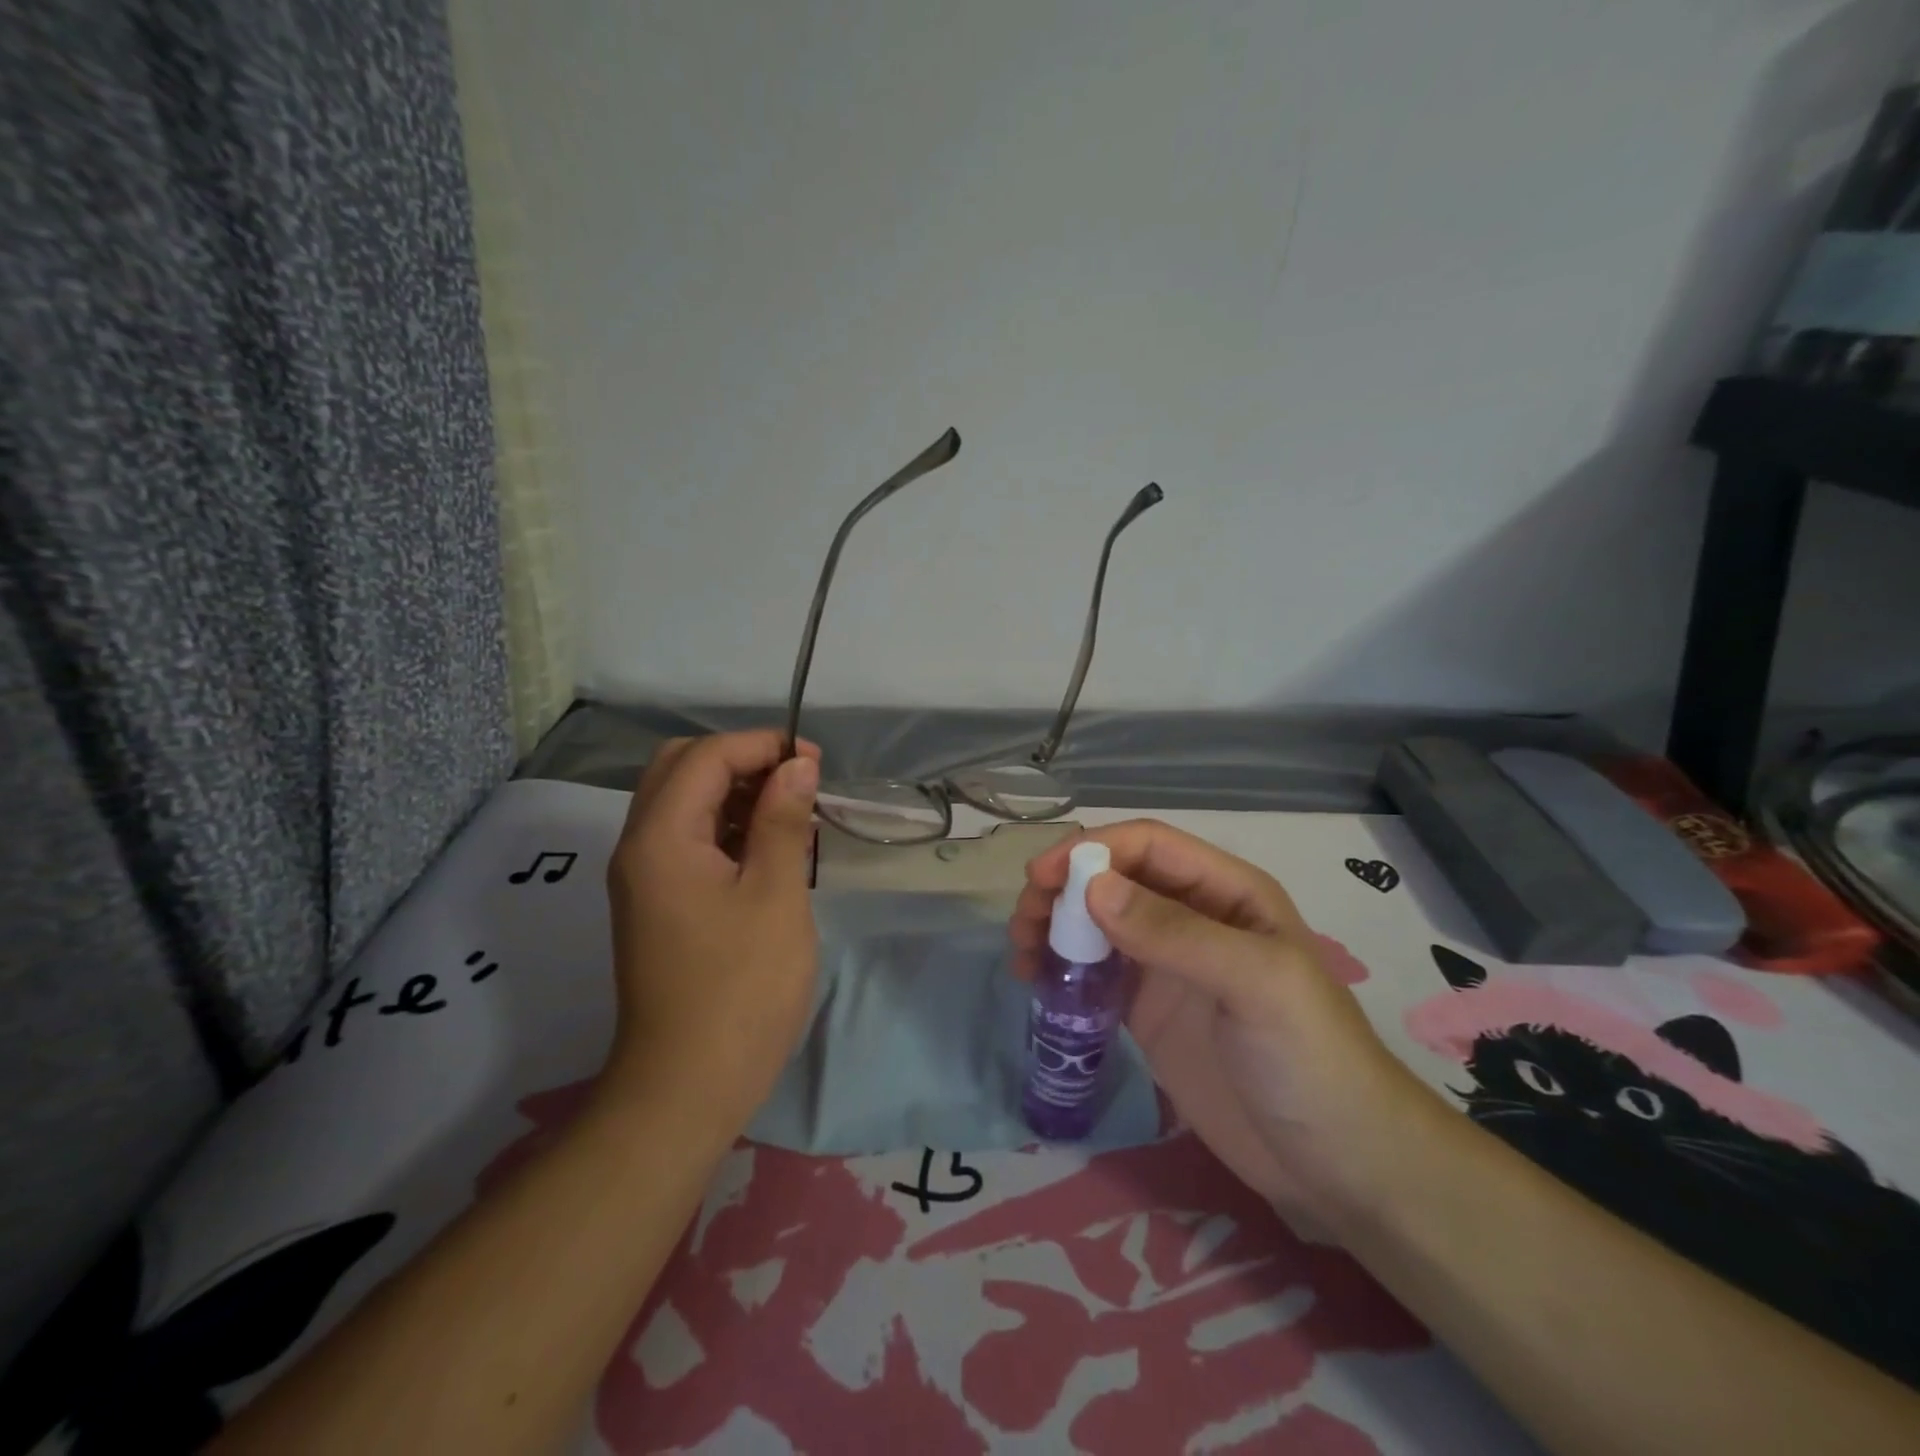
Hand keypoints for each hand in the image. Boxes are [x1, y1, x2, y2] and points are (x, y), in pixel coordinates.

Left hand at [601, 731, 821, 1139]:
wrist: (687, 1087)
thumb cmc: (741, 988)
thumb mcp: (775, 895)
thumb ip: (783, 820)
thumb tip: (796, 765)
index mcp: (661, 838)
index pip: (705, 756)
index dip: (761, 745)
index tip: (814, 763)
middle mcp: (639, 847)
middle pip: (682, 769)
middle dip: (742, 760)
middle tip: (796, 782)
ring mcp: (644, 878)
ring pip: (684, 803)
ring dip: (735, 792)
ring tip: (792, 813)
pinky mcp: (658, 904)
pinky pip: (688, 841)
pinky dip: (727, 828)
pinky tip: (770, 849)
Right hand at [1011, 820, 1436, 1219]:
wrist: (1339, 1167)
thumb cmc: (1311, 1060)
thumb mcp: (1256, 983)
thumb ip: (1176, 932)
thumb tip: (1092, 887)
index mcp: (1226, 892)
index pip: (1148, 846)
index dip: (1091, 850)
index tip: (1040, 877)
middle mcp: (1192, 917)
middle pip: (1113, 881)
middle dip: (1063, 889)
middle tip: (1023, 923)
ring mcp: (1168, 967)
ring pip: (1097, 924)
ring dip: (1055, 927)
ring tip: (1021, 955)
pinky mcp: (1149, 1012)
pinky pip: (1096, 974)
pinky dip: (1062, 969)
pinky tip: (1038, 984)